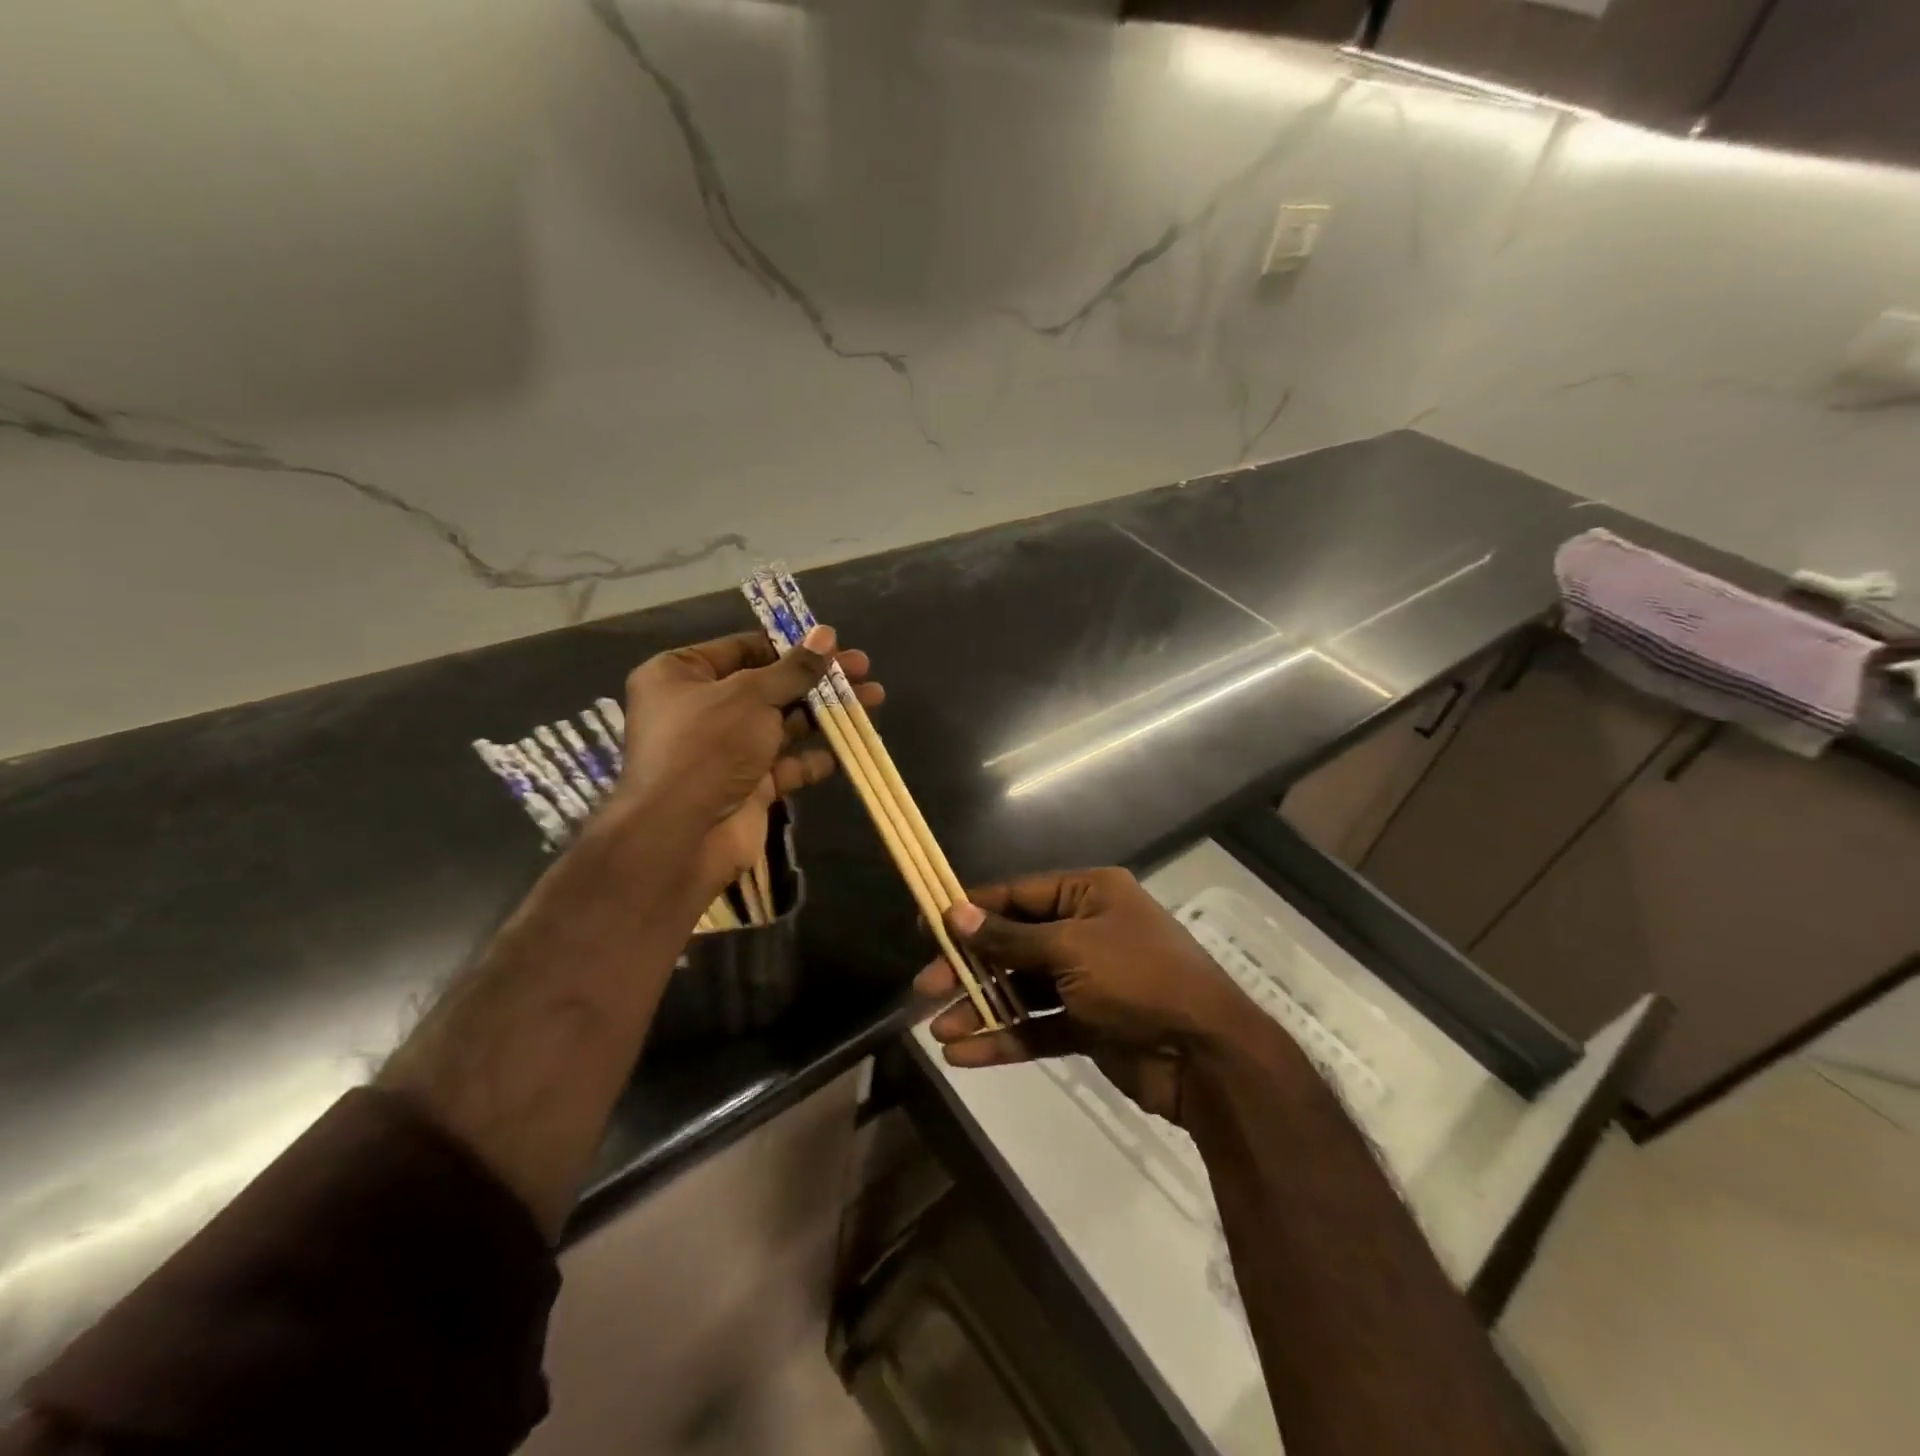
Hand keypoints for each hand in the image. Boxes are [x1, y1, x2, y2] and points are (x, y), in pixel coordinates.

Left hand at [612, 626, 881, 895]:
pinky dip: (812, 758)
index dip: (789, 645)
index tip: (833, 643)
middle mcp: (700, 709)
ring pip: (782, 724)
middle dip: (817, 679)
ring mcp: (724, 751)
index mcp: (680, 675)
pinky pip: (784, 766)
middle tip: (863, 668)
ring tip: (873, 699)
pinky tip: (844, 751)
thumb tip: (826, 635)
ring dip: (824, 713)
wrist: (682, 836)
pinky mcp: (746, 787)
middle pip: (768, 686)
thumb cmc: (708, 746)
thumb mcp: (752, 696)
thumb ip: (794, 668)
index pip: (742, 649)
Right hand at [914, 868, 1253, 1124]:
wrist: (1207, 1057)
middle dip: (970, 967)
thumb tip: (955, 913)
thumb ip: (1010, 937)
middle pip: (1013, 944)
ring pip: (1022, 989)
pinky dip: (1004, 1038)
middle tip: (924, 987)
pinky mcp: (1089, 1025)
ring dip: (981, 1008)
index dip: (972, 910)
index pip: (1017, 895)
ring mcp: (1088, 980)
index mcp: (1089, 895)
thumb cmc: (1139, 979)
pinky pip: (1038, 1025)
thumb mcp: (1071, 949)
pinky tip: (964, 1054)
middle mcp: (1086, 931)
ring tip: (937, 1029)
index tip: (928, 925)